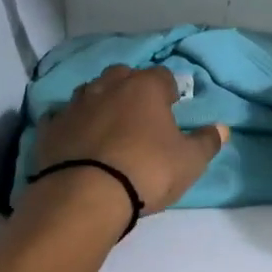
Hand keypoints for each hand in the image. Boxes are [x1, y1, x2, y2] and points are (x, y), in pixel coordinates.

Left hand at [33, 66, 227, 214]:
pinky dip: (72, 125)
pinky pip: (63, 118)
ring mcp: (75, 105)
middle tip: (140, 116)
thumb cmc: (147, 171)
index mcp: (144, 88)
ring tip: (109, 128)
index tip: (173, 109)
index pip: (163, 76)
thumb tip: (221, 128)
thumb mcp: (190, 162)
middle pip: (123, 76)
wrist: (86, 195)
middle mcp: (107, 86)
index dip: (170, 91)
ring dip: (101, 104)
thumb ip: (207, 142)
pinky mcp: (50, 127)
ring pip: (91, 92)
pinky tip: (77, 142)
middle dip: (132, 90)